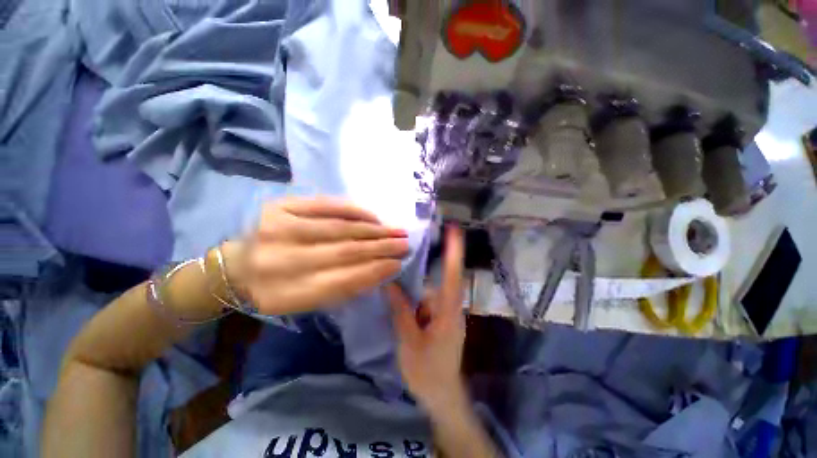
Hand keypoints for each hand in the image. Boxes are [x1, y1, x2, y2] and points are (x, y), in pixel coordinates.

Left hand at [227, 197, 409, 314]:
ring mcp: (279, 229)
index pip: (345, 280)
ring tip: (396, 230)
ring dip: (373, 230)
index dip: (375, 271)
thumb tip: (379, 269)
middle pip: (345, 252)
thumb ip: (342, 288)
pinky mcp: (280, 207)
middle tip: (405, 244)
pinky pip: (325, 205)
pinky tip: (374, 216)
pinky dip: (354, 211)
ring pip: (339, 228)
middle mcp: (281, 261)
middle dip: (381, 247)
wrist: (236, 267)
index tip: (398, 264)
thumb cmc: (277, 289)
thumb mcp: (307, 302)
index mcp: (287, 293)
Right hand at [386, 226, 466, 411]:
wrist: (443, 397)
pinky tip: (402, 297)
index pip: (453, 274)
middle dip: (431, 263)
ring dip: (419, 285)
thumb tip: (390, 283)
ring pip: (432, 290)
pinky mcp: (441, 319)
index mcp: (448, 311)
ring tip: (401, 277)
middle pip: (442, 278)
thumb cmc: (427, 372)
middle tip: (415, 247)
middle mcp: (451, 307)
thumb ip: (401, 310)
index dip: (454, 251)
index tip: (454, 230)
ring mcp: (447, 313)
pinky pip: (428, 300)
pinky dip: (417, 296)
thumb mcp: (409, 341)